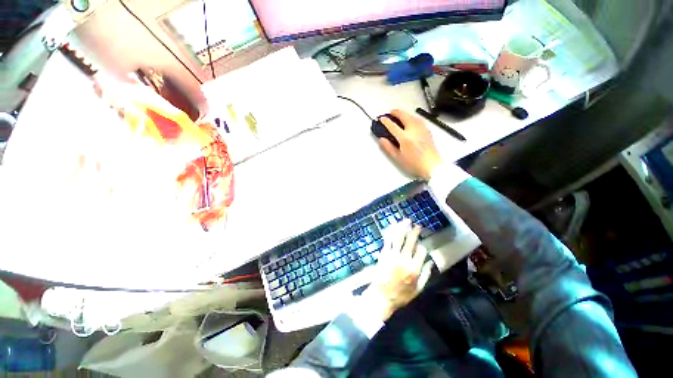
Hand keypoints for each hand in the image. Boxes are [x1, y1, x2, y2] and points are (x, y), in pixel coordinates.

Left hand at [363, 219, 433, 320]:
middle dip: (414, 232)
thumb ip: (426, 275)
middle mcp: (404, 260)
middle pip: (410, 242)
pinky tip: (393, 227)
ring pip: (399, 238)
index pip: (421, 252)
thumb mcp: (418, 289)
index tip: (421, 244)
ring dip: (403, 228)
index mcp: (414, 269)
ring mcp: (392, 256)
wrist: (382, 296)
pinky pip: (388, 241)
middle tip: (417, 225)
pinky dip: (391, 233)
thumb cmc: (401, 295)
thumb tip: (431, 262)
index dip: (422, 246)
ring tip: (406, 221)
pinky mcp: (384, 254)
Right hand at [378, 109, 442, 179]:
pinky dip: (412, 117)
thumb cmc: (415, 164)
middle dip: (396, 112)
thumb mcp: (398, 158)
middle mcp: (414, 130)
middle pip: (404, 116)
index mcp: (405, 137)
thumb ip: (388, 147)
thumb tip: (382, 140)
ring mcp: (422, 129)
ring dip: (404, 113)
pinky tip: (411, 120)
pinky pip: (418, 119)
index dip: (385, 121)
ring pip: (412, 116)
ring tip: (400, 114)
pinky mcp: (427, 131)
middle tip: (390, 113)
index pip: (392, 126)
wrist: (432, 166)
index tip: (381, 119)